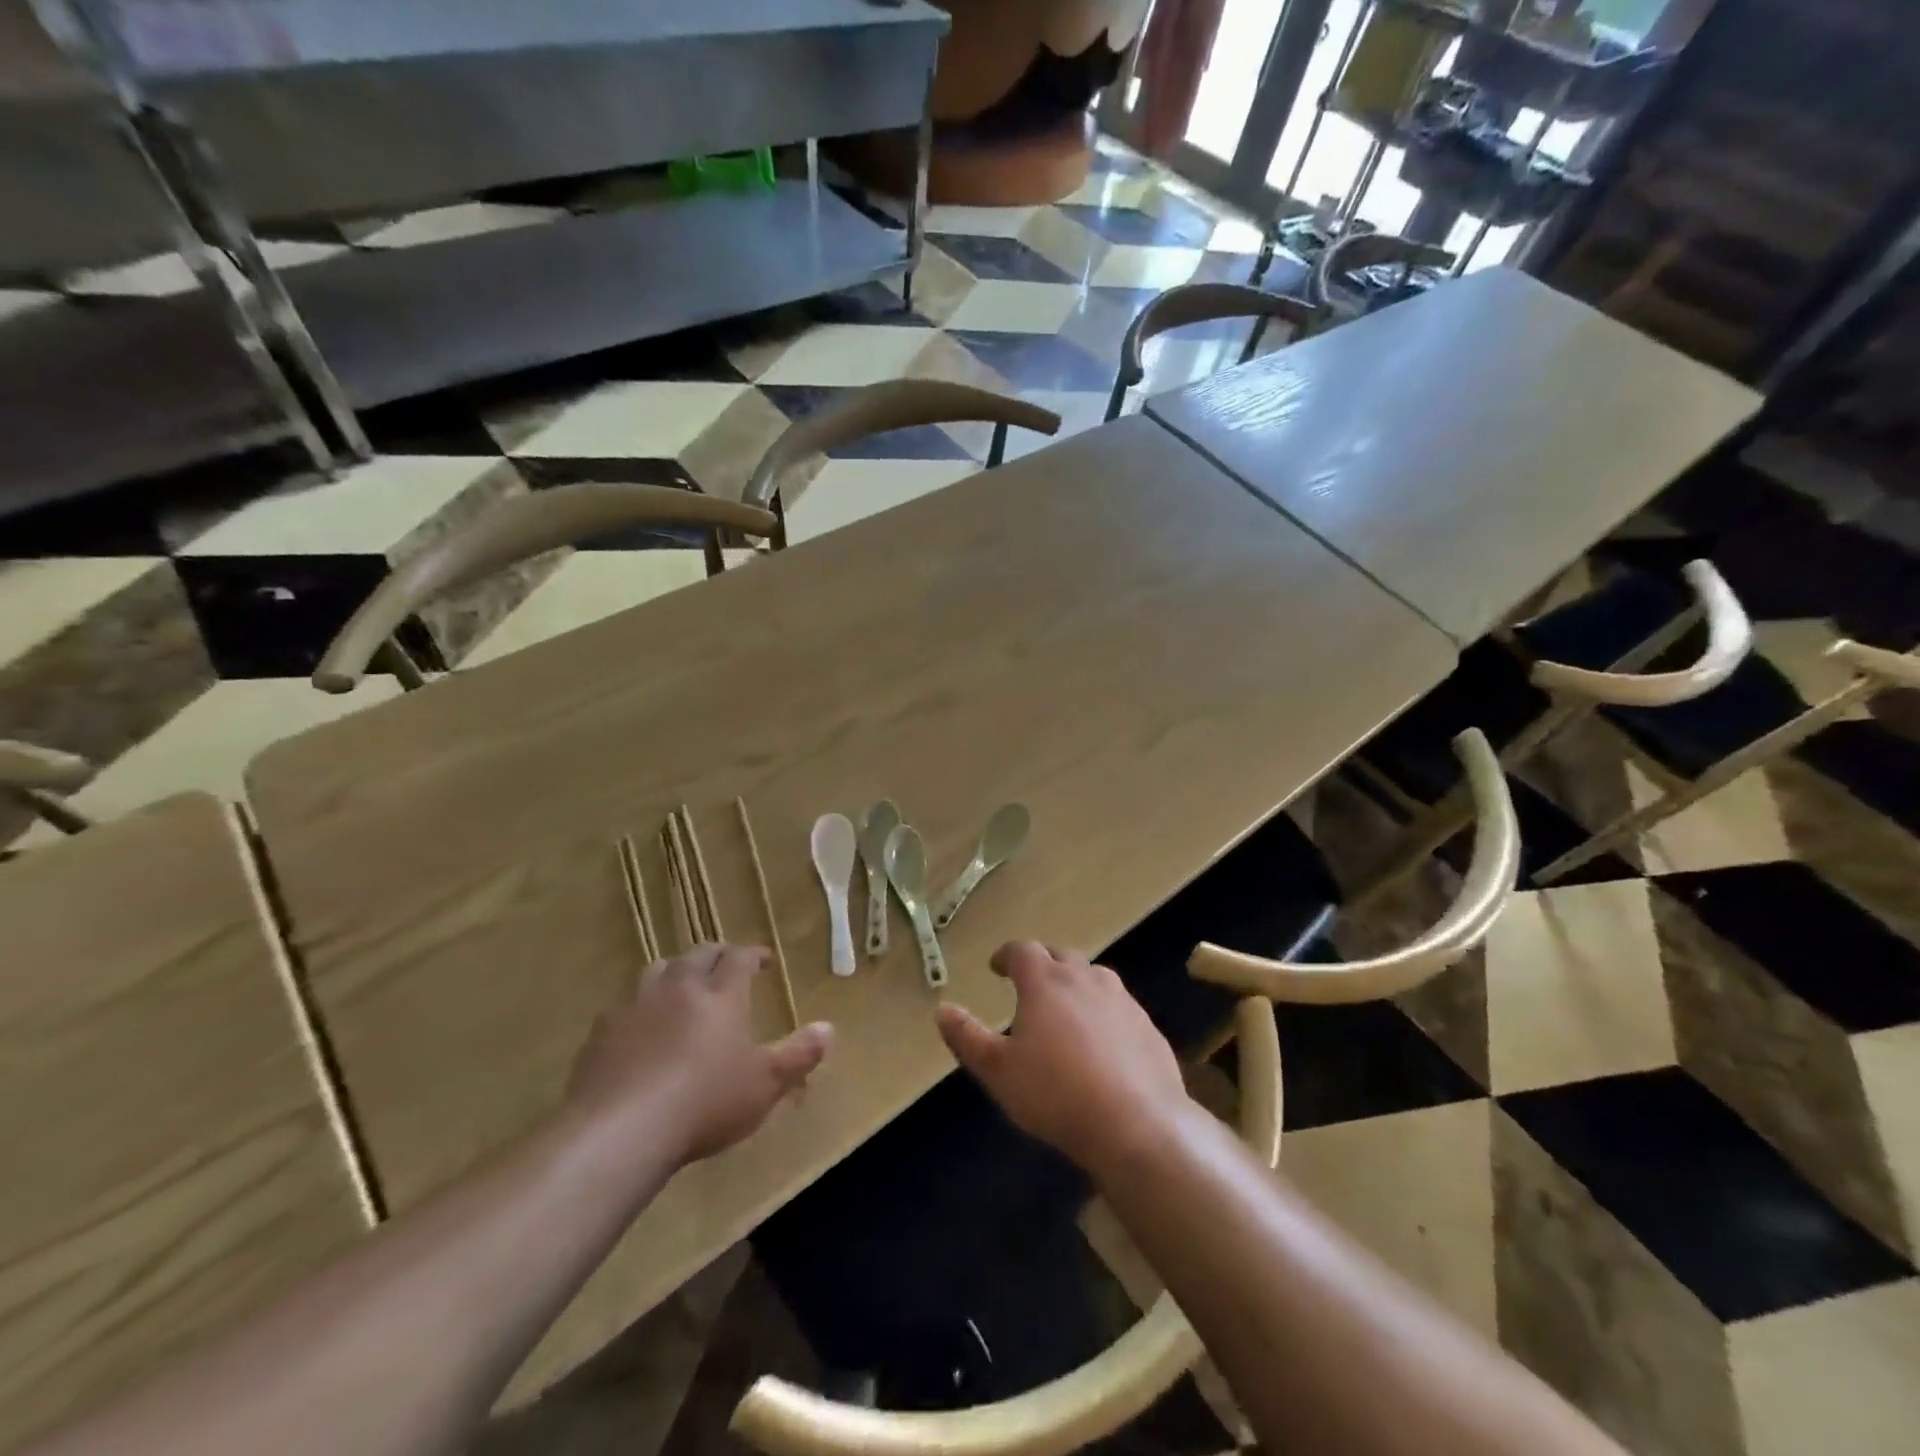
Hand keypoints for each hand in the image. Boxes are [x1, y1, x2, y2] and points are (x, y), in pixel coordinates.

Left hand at [567, 943, 832, 1166]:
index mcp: (721, 994)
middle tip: (726, 966)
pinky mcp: (602, 1032)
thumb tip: (828, 1028)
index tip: (764, 960)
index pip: (739, 957)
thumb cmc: (705, 1103)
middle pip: (698, 955)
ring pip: (658, 970)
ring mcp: (636, 1006)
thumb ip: (798, 1055)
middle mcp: (679, 987)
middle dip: (716, 955)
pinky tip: (640, 1029)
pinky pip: (624, 1006)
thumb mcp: (764, 1085)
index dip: (754, 954)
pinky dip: (640, 1007)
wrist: (620, 1130)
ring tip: (682, 986)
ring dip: (675, 972)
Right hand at [936, 941, 1194, 1176]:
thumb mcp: (998, 1071)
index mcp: (1046, 982)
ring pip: (1094, 977)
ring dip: (1076, 984)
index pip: (1023, 951)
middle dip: (1043, 964)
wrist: (1137, 1125)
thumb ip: (967, 1038)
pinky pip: (1119, 1007)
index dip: (1007, 955)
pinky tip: (1102, 1041)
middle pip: (1061, 956)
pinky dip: (1104, 1012)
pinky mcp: (1147, 1026)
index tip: (997, 967)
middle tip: (1030, 985)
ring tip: (1065, 1008)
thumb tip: (942, 1009)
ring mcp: (1122, 1000)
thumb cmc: (1056, 1094)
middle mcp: (1085, 979)